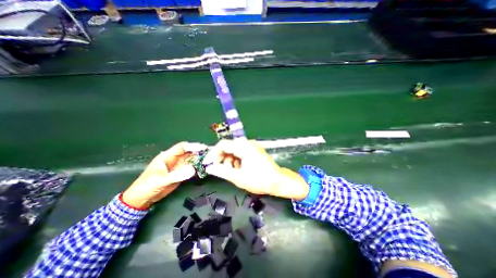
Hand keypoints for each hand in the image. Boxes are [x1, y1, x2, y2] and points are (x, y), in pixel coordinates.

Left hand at [124, 142, 208, 209]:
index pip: (182, 147)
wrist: (141, 199)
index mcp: (167, 157)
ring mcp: (178, 167)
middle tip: (210, 154)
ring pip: (191, 160)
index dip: (193, 146)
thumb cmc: (146, 187)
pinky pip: (191, 168)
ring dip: (200, 160)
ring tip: (210, 161)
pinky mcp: (181, 173)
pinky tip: (204, 169)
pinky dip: (198, 168)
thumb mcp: (161, 180)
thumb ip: (177, 175)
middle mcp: (174, 159)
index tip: (204, 148)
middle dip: (199, 153)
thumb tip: (193, 170)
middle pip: (189, 153)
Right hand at [204, 139, 308, 199]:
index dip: (213, 154)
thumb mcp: (239, 178)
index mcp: (244, 147)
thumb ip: (223, 171)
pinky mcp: (254, 151)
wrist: (278, 181)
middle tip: (220, 170)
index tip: (208, 164)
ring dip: (229, 160)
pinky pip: (240, 152)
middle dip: (222, 158)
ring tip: (231, 172)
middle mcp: (248, 143)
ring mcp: (252, 146)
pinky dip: (236, 160)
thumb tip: (209, 168)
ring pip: (234, 150)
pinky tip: (238, 169)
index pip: (223, 145)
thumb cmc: (260, 180)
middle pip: (228, 147)